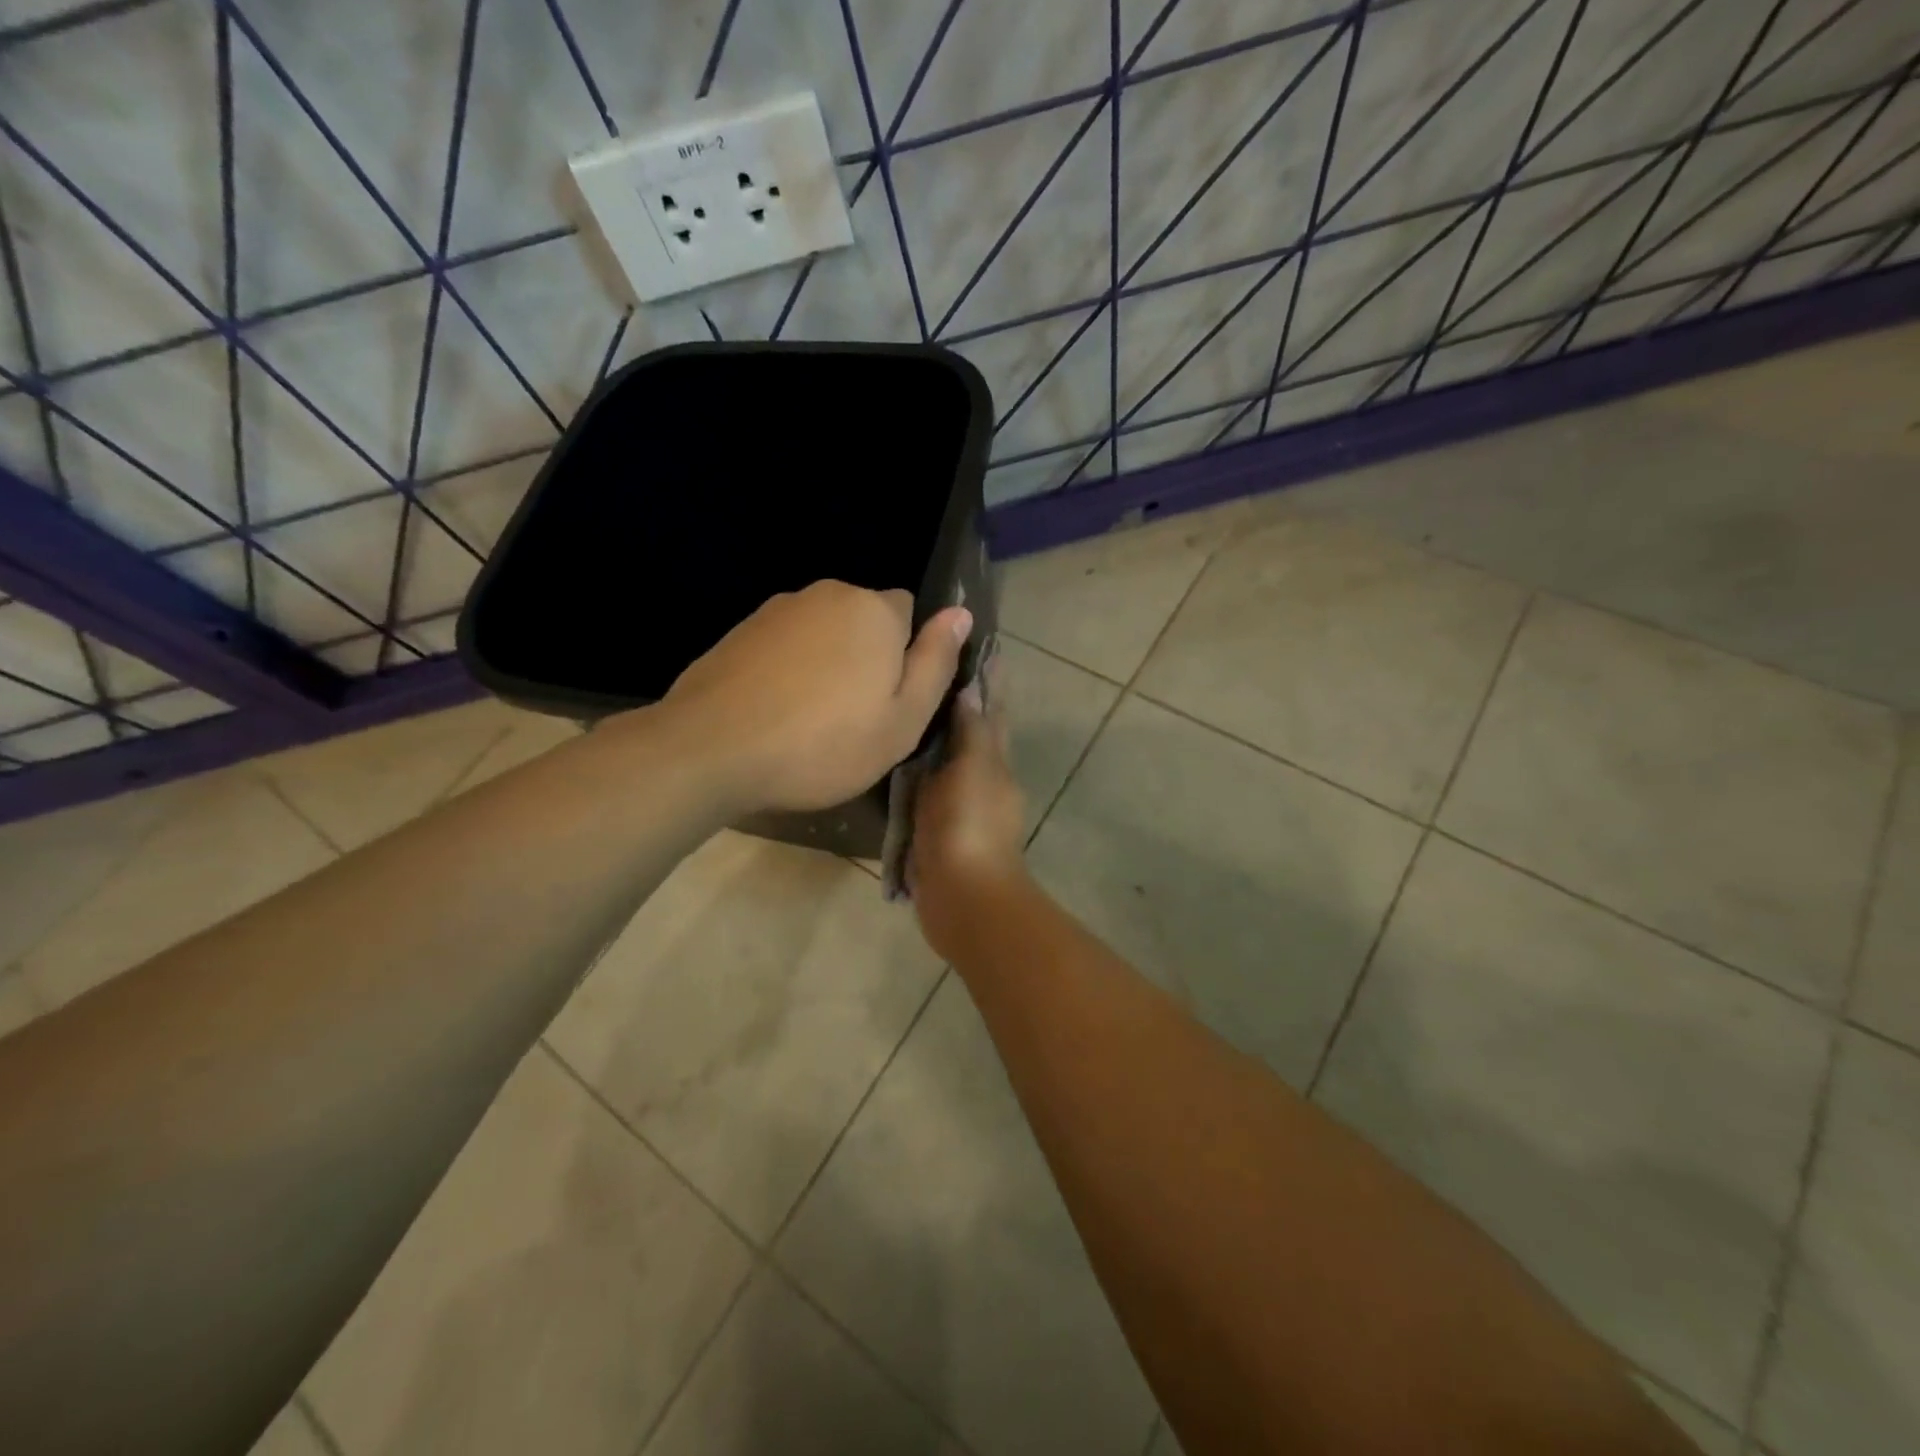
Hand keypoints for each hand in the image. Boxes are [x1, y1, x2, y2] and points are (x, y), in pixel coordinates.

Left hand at [659, 581, 970, 813]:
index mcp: (873, 610)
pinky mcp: (740, 632)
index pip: (909, 611)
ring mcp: (777, 609)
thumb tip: (960, 613)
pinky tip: (775, 713)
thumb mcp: (902, 719)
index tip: (890, 699)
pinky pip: (784, 646)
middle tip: (854, 718)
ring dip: (825, 664)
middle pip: (863, 620)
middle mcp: (826, 594)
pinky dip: (788, 671)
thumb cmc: (824, 743)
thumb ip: (936, 662)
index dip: (906, 655)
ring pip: (822, 634)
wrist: (712, 749)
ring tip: (810, 721)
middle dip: (866, 656)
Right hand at [909, 669, 1029, 959]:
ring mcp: (958, 805)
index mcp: (994, 761)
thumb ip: (970, 731)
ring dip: (934, 735)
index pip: (992, 710)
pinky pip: (924, 789)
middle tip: (929, 666)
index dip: (988, 680)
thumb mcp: (972, 769)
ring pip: (946, 759)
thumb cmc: (969, 826)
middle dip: (959, 701)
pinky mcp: (936, 828)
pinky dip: (915, 770)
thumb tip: (971, 689)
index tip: (977, 645)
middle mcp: (980, 778)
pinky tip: (892, 758)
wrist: (963, 897)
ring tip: (906, 703)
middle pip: (971, 731)